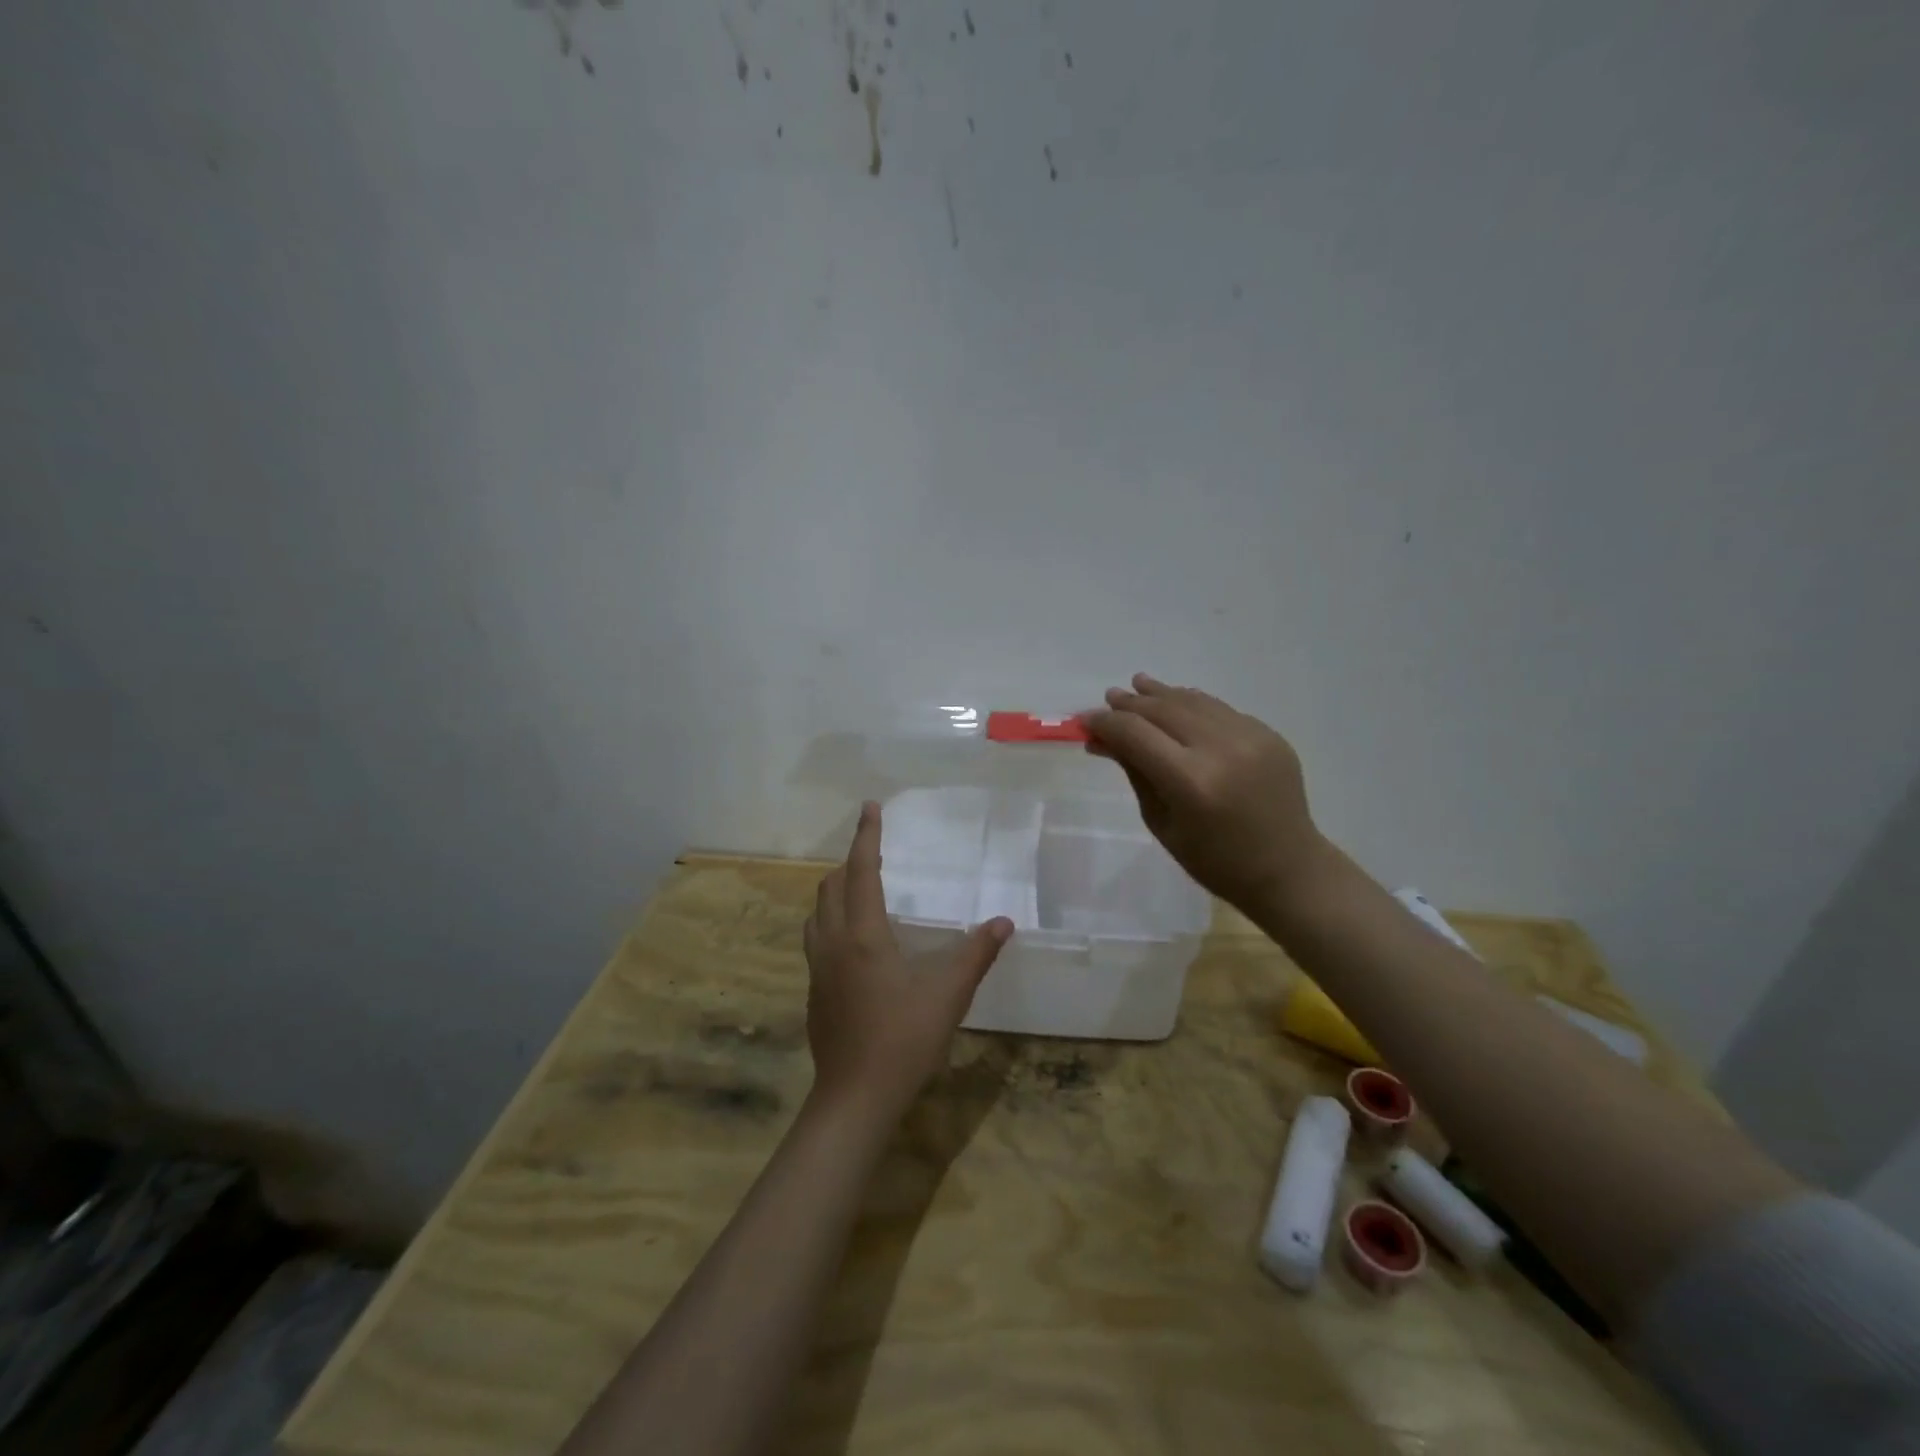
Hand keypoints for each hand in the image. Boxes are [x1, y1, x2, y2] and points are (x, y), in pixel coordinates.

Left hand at [803, 802, 1012, 1118]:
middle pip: (830, 887)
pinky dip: (831, 922)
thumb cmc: (903, 1039)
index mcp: (862, 934)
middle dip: (849, 862)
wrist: (855, 1098)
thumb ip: (977, 953)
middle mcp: (833, 943)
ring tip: (859, 890)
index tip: (869, 807)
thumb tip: (1005, 922)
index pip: (861, 870)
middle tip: (873, 853)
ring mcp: (818, 970)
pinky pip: (817, 940)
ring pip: (817, 914)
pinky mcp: (815, 993)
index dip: (866, 836)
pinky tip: (854, 944)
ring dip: (835, 892)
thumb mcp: (949, 993)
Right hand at [1085, 674, 1328, 916]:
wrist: (1287, 868)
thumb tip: (1103, 739)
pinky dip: (1193, 704)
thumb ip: (1135, 772)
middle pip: (1164, 710)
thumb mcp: (1162, 822)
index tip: (1087, 721)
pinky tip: (1177, 703)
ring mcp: (1250, 737)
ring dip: (1162, 693)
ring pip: (1194, 701)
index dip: (1107, 723)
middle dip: (1131, 703)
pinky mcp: (1269, 734)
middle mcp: (1221, 749)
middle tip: (1109, 697)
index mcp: (1191, 782)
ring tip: (1138, 685)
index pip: (1136, 734)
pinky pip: (1220, 710)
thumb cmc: (1214, 860)